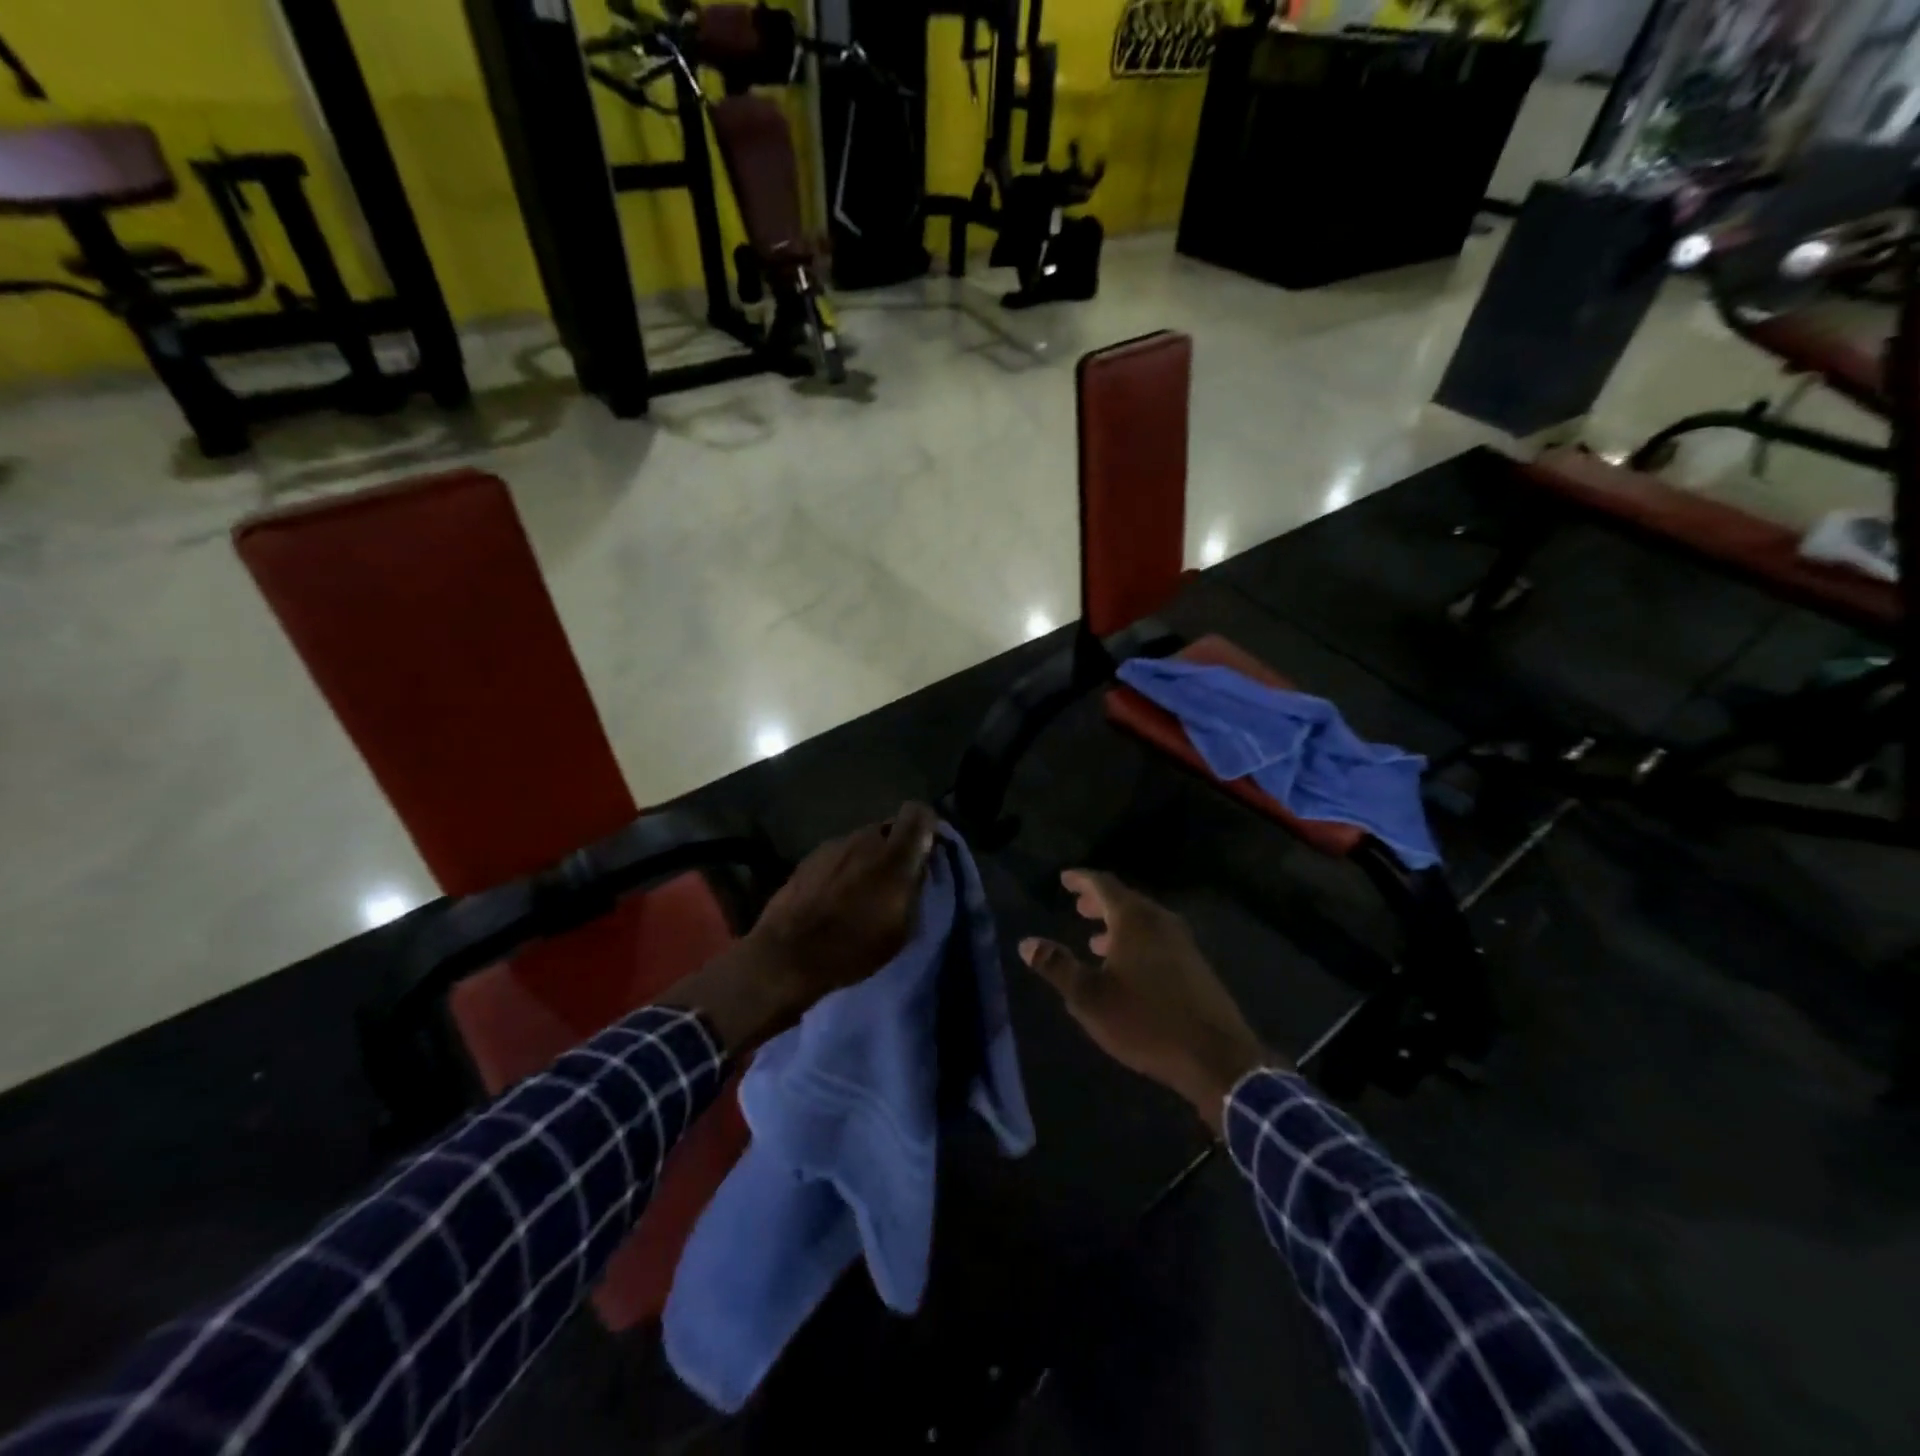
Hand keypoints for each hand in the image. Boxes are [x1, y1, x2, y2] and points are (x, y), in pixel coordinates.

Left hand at [664, 803, 940, 1053]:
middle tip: (896, 877)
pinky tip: (836, 895)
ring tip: (863, 890)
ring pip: (863, 841)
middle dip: (896, 846)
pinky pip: (839, 854)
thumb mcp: (901, 928)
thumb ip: (914, 886)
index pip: (919, 812)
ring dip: (869, 858)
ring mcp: (833, 845)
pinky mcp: (809, 857)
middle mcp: (864, 838)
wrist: (787, 956)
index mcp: (893, 853)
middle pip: (889, 827)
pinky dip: (845, 867)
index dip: (927, 826)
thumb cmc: (853, 947)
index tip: (927, 848)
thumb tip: (919, 865)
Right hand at [1020, 870, 1279, 1134]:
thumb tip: (1026, 943)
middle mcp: (1160, 922)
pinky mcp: (1196, 967)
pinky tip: (1128, 968)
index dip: (1081, 880)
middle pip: (1126, 900)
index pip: (1103, 885)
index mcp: (1134, 920)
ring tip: (1095, 939)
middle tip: (1078, 906)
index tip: (1065, 878)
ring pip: (1144, 922)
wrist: (1216, 1057)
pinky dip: (1137, 942)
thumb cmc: (1146, 1021)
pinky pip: (1158, 940)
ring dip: (1118, 925)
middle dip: (1099, 902)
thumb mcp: (1089, 998)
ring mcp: (1183, 943)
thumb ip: (1057, 966)